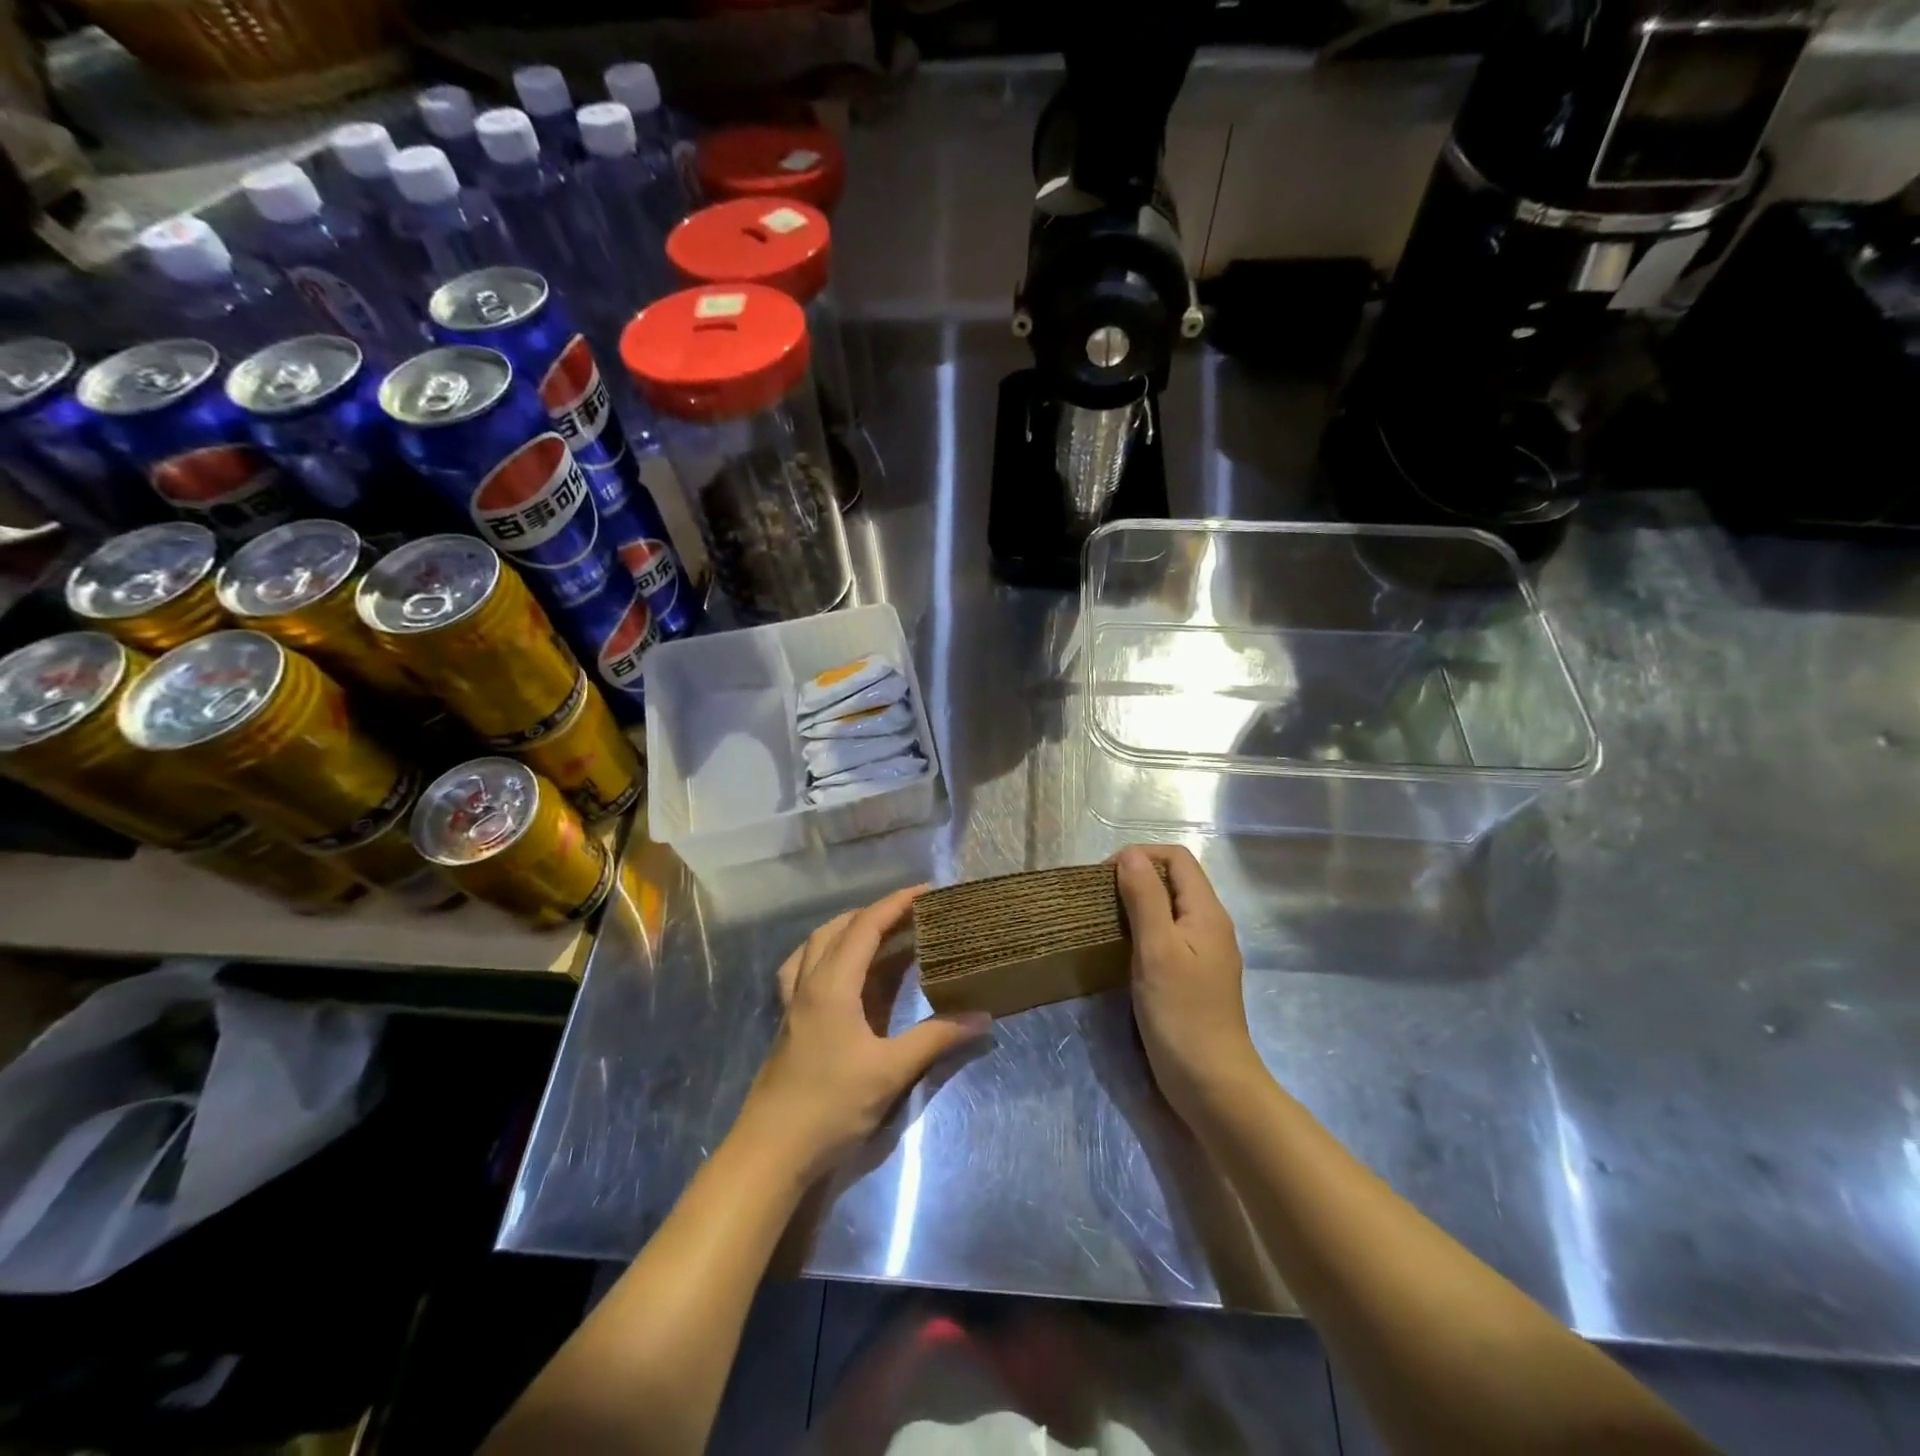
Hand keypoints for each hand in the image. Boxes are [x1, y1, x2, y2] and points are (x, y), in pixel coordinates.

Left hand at [742, 886, 990, 1181]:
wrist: (770, 1151)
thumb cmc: (830, 1106)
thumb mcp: (890, 1071)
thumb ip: (935, 1038)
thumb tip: (982, 1015)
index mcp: (832, 984)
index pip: (865, 926)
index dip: (896, 903)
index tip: (927, 891)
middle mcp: (808, 982)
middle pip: (839, 928)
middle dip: (876, 913)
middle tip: (913, 914)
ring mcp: (794, 1001)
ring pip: (817, 944)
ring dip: (848, 928)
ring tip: (880, 932)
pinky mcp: (789, 1021)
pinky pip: (803, 967)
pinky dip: (825, 953)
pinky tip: (841, 969)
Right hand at [1113, 845, 1259, 1119]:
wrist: (1211, 1083)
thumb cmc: (1182, 1014)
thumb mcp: (1157, 950)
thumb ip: (1144, 898)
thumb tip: (1129, 854)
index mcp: (1207, 912)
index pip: (1177, 858)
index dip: (1141, 856)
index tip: (1105, 878)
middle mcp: (1210, 925)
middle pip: (1174, 880)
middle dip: (1136, 878)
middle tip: (1100, 899)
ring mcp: (1203, 952)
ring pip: (1169, 908)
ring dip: (1137, 904)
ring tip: (1105, 920)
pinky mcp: (1193, 975)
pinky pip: (1167, 935)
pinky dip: (1143, 930)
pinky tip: (1122, 949)